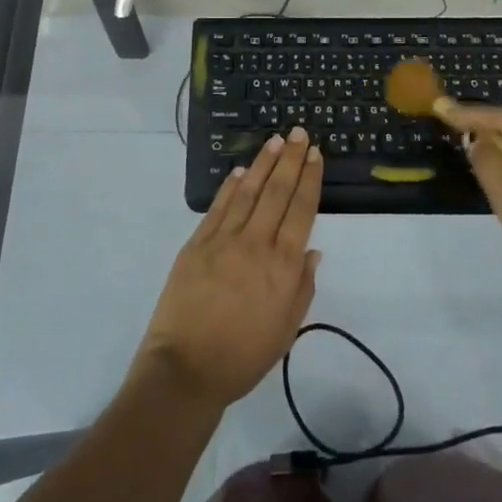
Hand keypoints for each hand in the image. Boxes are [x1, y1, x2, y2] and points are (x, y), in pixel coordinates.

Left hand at [136, 127, 322, 411]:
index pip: (301, 211)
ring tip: (275, 141)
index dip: (309, 179)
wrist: (186, 369)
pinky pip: (217, 208)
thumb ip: (302, 287)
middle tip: (299, 133)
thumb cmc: (243, 357)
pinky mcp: (196, 243)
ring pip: (248, 192)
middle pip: (277, 192)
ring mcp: (223, 240)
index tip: (315, 154)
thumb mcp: (286, 330)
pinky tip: (241, 171)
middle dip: (291, 160)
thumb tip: (312, 251)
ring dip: (263, 164)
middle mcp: (256, 244)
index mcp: (282, 266)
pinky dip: (230, 186)